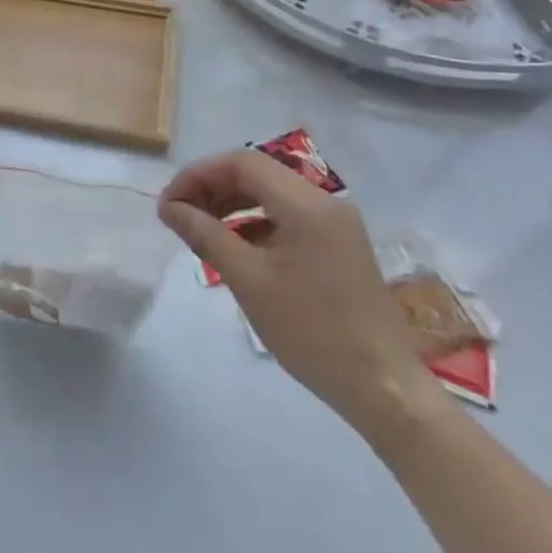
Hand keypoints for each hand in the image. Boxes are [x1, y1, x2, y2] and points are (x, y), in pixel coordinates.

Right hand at [159, 150, 448, 444]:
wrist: (384, 389)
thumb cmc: (311, 332)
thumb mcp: (249, 281)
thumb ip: (205, 234)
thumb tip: (169, 207)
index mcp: (307, 204)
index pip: (242, 163)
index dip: (198, 175)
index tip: (168, 203)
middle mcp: (325, 203)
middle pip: (256, 174)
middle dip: (211, 188)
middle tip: (177, 215)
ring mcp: (336, 225)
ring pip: (271, 195)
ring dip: (230, 205)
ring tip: (198, 230)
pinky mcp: (339, 246)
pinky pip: (287, 218)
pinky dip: (254, 223)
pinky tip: (233, 247)